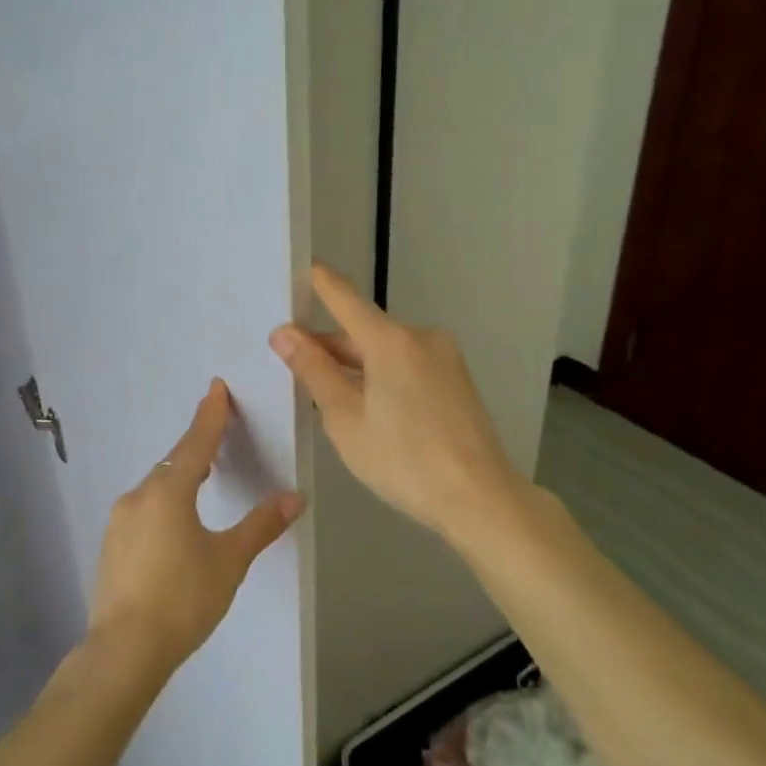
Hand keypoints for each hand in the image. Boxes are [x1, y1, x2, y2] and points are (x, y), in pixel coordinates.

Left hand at [87, 379, 303, 671]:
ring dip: (179, 476)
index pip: (196, 443)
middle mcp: (140, 496)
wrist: (124, 649)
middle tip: (217, 432)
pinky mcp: (111, 543)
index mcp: (169, 492)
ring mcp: (120, 519)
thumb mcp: (229, 561)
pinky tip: (173, 521)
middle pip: (174, 461)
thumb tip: (294, 496)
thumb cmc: (184, 599)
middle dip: (196, 446)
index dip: (210, 415)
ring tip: (201, 477)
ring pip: (156, 485)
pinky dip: (163, 501)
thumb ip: (260, 525)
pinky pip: (143, 507)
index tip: (216, 388)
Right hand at [269, 262, 526, 544]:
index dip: (316, 279)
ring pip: (384, 350)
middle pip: (362, 329)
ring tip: (323, 394)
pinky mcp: (455, 379)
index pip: (342, 295)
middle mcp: (420, 336)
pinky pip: (405, 364)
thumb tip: (284, 333)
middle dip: (327, 344)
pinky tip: (366, 406)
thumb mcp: (346, 418)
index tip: (293, 266)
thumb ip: (314, 370)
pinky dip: (380, 375)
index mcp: (390, 340)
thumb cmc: (403, 460)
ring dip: (354, 364)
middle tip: (289, 362)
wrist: (480, 499)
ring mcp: (443, 357)